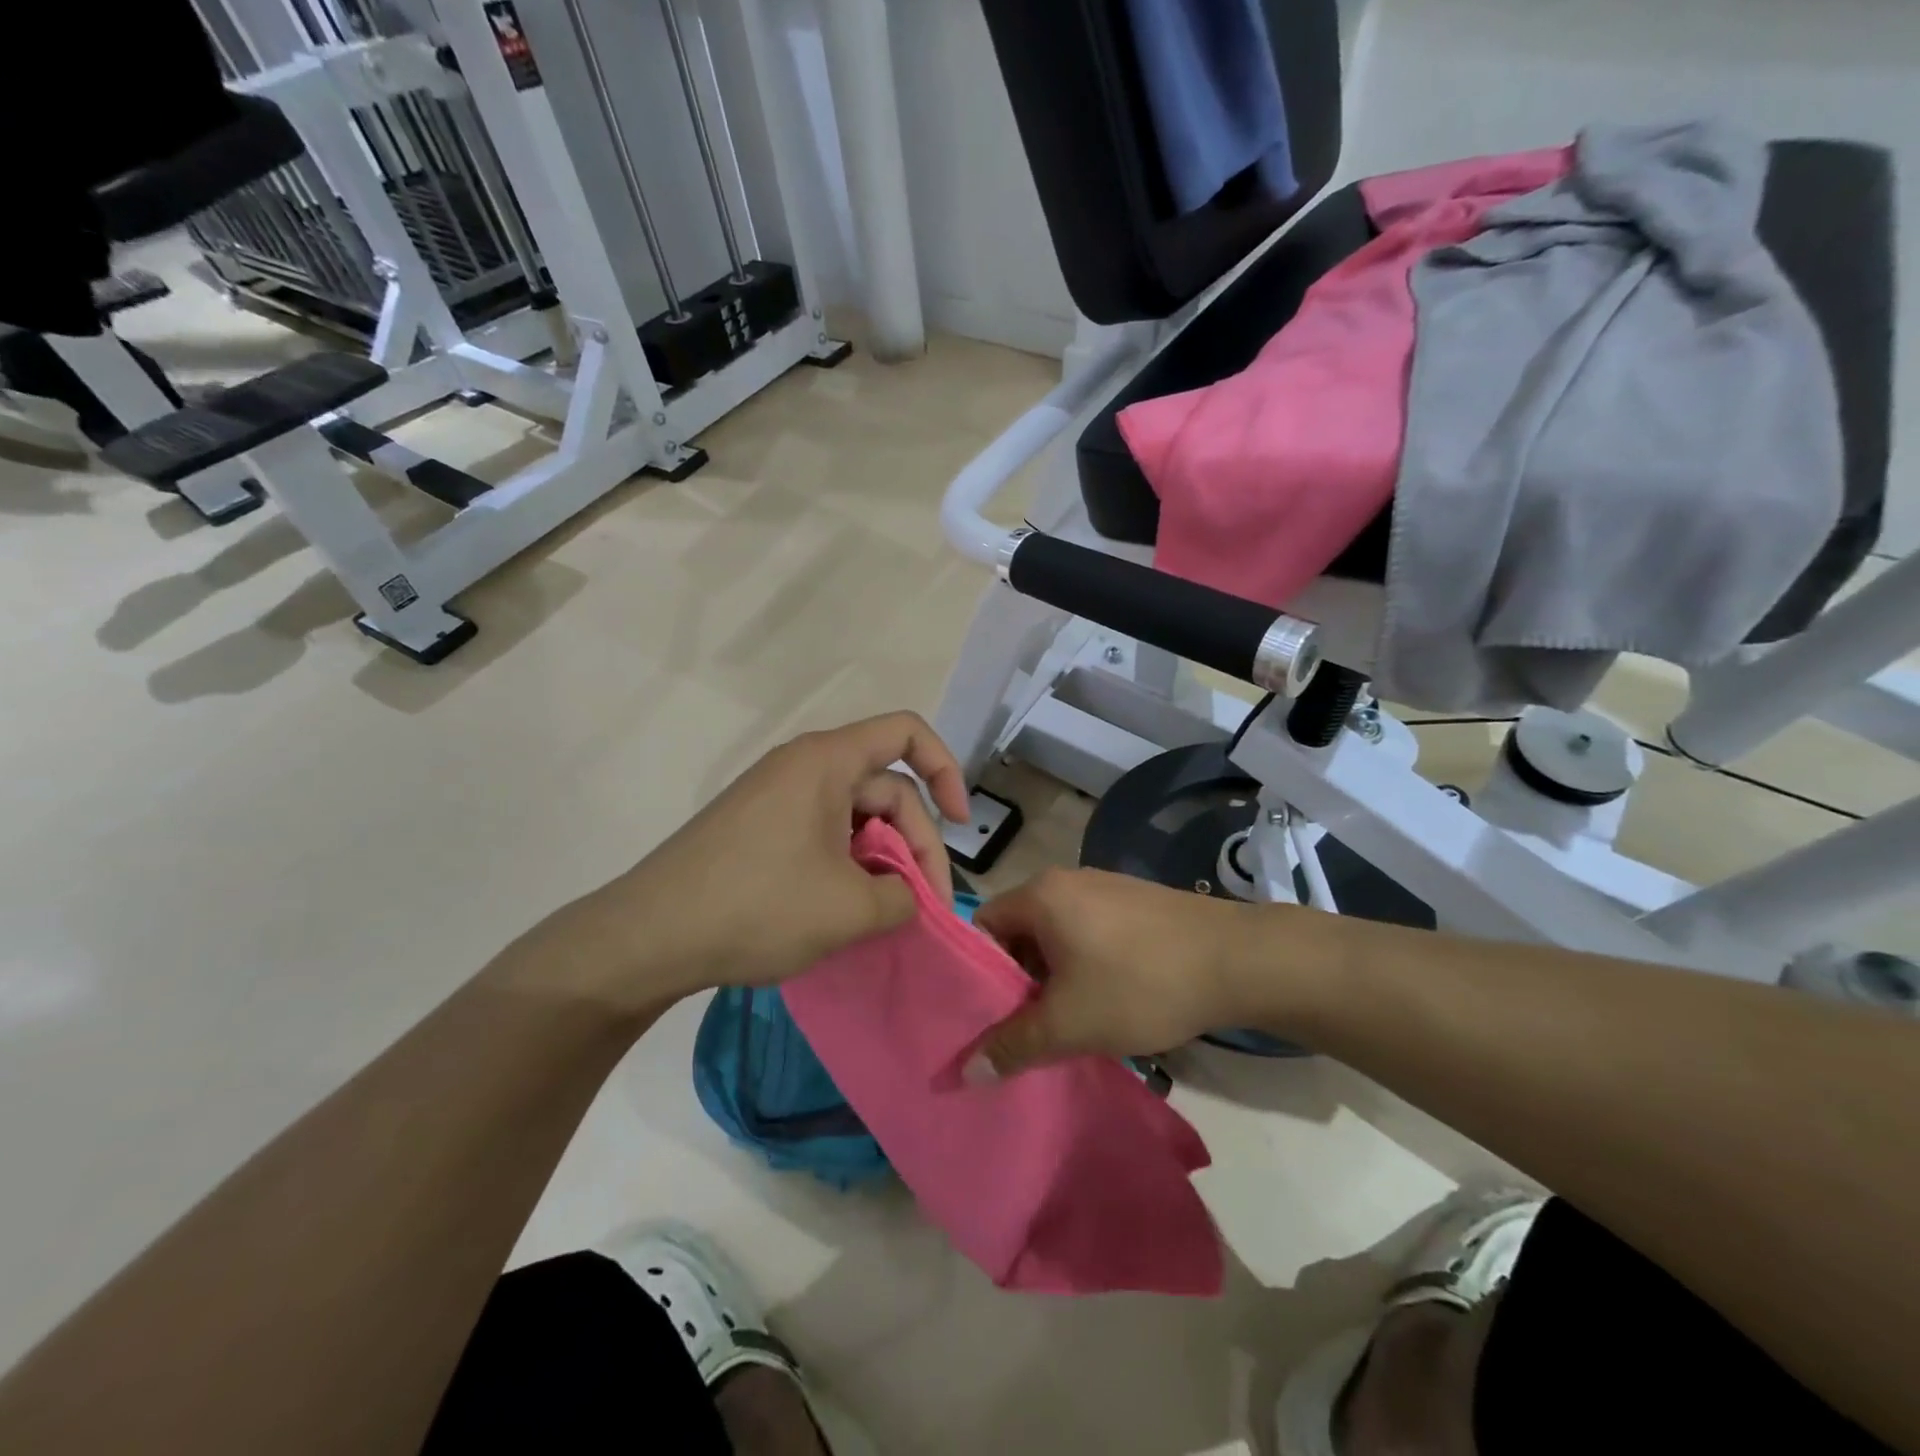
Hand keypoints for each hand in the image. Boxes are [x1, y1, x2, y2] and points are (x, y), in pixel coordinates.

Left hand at [559, 712, 970, 1009]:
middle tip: (922, 908)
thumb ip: (903, 898)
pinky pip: (823, 834)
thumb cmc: (756, 906)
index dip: (946, 770)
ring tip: (883, 914)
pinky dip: (847, 866)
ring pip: (855, 817)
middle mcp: (802, 767)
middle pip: (886, 787)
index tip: (960, 823)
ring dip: (881, 860)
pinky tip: (844, 911)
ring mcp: (776, 797)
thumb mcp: (849, 909)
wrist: (647, 937)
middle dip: (915, 844)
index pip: (907, 733)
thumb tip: (905, 897)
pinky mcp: (758, 828)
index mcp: (826, 761)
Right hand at [970, 869, 1313, 1075]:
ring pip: (1056, 935)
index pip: (983, 927)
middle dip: (1018, 980)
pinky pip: (1089, 931)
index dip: (979, 973)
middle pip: (1019, 931)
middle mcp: (1066, 880)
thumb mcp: (1070, 1024)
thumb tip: (967, 1071)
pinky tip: (1107, 999)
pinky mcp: (1135, 902)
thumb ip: (1013, 1046)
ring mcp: (1104, 887)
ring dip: (1053, 976)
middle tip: (1026, 1027)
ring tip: (1067, 1021)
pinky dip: (1084, 964)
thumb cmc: (1140, 984)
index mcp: (1040, 894)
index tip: (989, 1015)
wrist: (1237, 960)